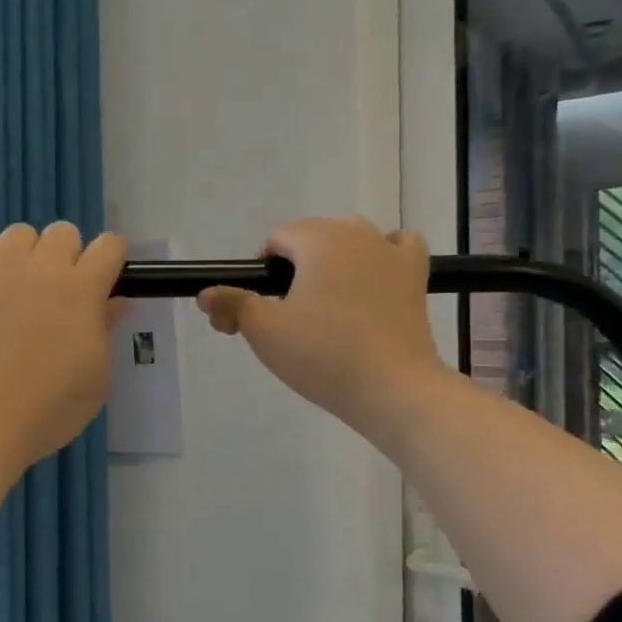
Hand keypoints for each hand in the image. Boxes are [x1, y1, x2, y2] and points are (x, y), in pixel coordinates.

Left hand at [0, 222, 127, 472]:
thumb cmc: (49, 407)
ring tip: (20, 289)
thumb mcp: (97, 377)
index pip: (109, 246)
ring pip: (20, 233)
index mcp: (82, 289)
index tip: (105, 281)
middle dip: (69, 256)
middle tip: (60, 294)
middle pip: (64, 232)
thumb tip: (115, 302)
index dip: (111, 259)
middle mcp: (41, 268)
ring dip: (27, 255)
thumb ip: (106, 330)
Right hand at [198, 216, 446, 440]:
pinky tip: (373, 281)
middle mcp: (356, 232)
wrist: (392, 388)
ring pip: (351, 240)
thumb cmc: (322, 354)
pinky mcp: (416, 274)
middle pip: (312, 238)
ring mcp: (391, 251)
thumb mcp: (264, 331)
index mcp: (317, 238)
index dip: (261, 274)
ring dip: (333, 263)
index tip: (261, 311)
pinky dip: (381, 257)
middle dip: (294, 270)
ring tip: (327, 307)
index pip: (276, 240)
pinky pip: (396, 248)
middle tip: (288, 319)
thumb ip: (232, 304)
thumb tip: (205, 294)